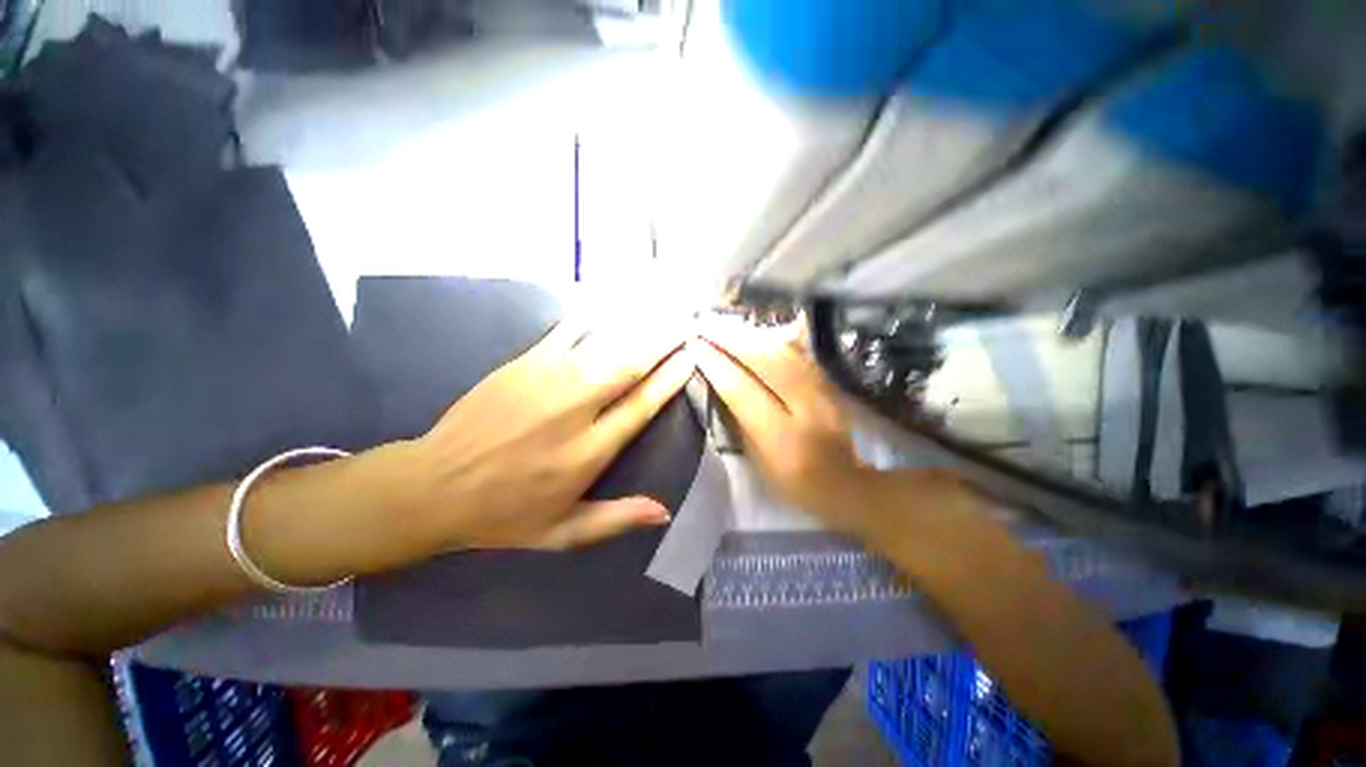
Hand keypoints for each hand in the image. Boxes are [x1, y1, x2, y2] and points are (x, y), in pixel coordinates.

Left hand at [412, 322, 694, 550]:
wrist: (433, 486)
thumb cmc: (504, 514)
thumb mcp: (563, 533)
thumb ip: (616, 519)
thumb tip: (664, 511)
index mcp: (588, 452)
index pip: (642, 406)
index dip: (670, 379)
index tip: (690, 359)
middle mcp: (575, 409)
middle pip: (629, 367)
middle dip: (662, 343)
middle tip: (685, 326)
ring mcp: (547, 379)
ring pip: (604, 343)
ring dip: (637, 327)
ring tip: (662, 312)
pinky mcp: (524, 362)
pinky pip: (568, 330)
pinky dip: (595, 317)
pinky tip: (612, 305)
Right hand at [691, 321, 883, 532]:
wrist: (844, 482)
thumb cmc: (791, 480)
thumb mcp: (757, 460)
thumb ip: (739, 421)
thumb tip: (720, 384)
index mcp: (779, 435)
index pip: (741, 390)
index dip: (716, 366)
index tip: (695, 347)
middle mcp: (802, 406)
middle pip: (762, 363)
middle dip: (730, 343)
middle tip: (706, 330)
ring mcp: (819, 391)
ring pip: (781, 353)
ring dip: (750, 339)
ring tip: (727, 330)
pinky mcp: (827, 383)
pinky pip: (796, 355)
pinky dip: (772, 343)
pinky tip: (758, 337)